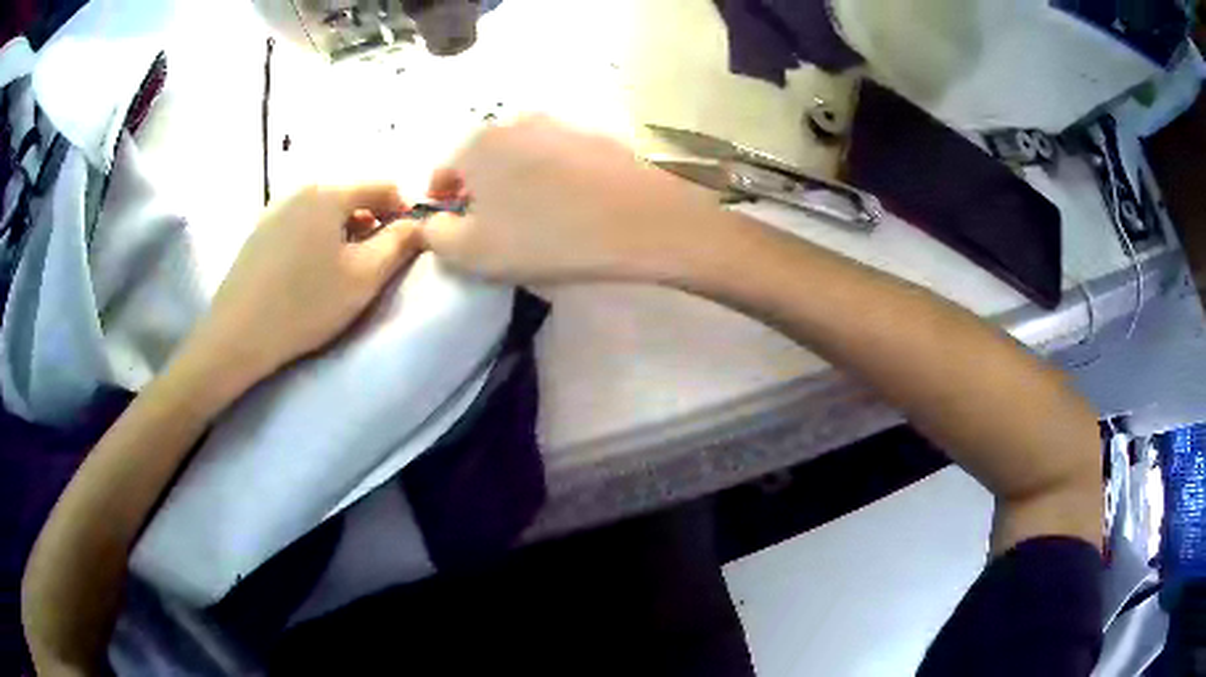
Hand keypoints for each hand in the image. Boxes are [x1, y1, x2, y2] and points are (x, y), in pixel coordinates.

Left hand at [182, 183, 420, 386]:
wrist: (237, 335)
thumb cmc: (305, 304)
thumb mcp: (364, 277)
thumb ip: (399, 244)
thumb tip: (419, 224)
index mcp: (329, 190)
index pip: (384, 184)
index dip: (405, 211)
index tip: (407, 245)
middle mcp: (301, 187)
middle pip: (352, 193)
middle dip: (373, 221)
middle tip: (375, 262)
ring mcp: (275, 207)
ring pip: (325, 209)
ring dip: (345, 230)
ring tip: (342, 270)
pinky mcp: (259, 230)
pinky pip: (301, 221)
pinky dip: (317, 237)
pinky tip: (310, 272)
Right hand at [420, 116, 718, 283]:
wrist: (638, 221)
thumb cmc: (544, 236)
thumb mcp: (473, 252)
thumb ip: (437, 236)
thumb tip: (433, 223)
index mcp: (477, 145)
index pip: (443, 171)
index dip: (442, 202)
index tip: (453, 227)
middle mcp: (514, 123)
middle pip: (483, 160)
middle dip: (481, 191)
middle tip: (495, 227)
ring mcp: (559, 125)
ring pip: (521, 157)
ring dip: (517, 183)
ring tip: (535, 218)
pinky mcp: (595, 137)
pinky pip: (558, 159)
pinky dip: (553, 179)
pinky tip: (570, 206)